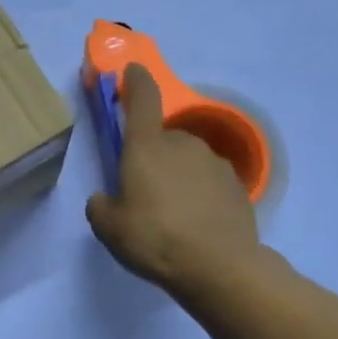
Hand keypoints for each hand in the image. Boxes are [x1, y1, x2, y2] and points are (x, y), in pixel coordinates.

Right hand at [86, 64, 261, 299]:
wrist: (219, 267)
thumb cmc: (155, 239)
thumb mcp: (109, 228)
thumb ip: (100, 206)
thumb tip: (105, 199)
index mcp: (147, 147)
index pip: (142, 99)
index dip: (135, 81)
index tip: (132, 71)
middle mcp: (182, 144)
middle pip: (161, 139)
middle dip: (151, 157)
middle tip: (142, 192)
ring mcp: (213, 163)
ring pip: (186, 160)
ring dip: (176, 176)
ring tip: (170, 214)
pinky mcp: (237, 185)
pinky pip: (207, 181)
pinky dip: (198, 194)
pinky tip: (194, 223)